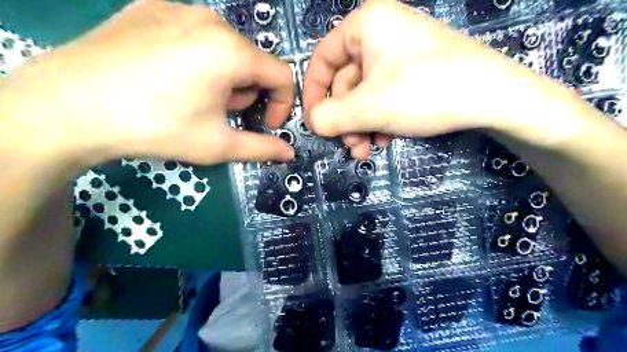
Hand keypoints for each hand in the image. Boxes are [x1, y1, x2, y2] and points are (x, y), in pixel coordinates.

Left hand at [0, 0, 297, 165]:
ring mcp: (178, 8)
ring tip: (195, 97)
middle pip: (253, 61)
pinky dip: (198, 58)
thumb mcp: (217, 144)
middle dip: (247, 93)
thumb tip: (289, 154)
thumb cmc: (155, 127)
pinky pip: (195, 34)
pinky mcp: (151, 7)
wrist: (66, 107)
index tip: (265, 124)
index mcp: (232, 52)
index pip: (282, 74)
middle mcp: (211, 20)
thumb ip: (261, 148)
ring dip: (225, 77)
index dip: (281, 103)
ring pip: (226, 47)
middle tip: (221, 115)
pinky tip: (170, 77)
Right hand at [304, 0, 576, 158]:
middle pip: (345, 83)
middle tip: (350, 146)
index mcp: (365, 25)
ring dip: (360, 126)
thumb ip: (330, 117)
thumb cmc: (424, 92)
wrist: (494, 97)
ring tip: (366, 150)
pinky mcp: (413, 72)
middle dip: (345, 120)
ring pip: (364, 94)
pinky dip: (379, 121)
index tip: (314, 122)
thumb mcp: (369, 107)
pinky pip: (383, 96)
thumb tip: (311, 123)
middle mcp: (380, 34)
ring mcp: (399, 54)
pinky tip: (385, 140)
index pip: (322, 59)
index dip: (313, 93)